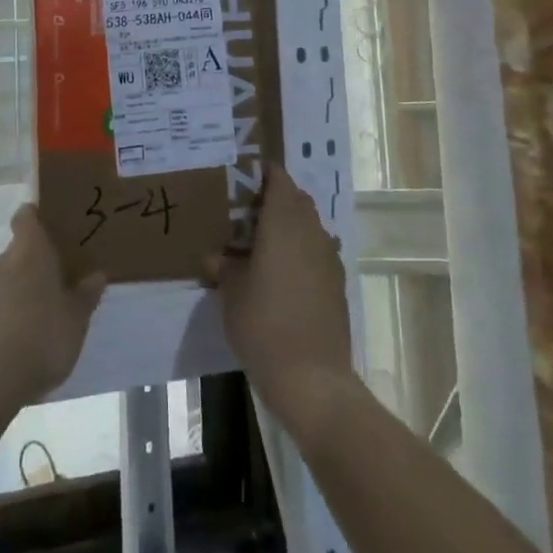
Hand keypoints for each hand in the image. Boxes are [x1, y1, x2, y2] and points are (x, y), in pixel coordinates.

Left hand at [0, 204, 105, 414]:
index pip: (28, 221)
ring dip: (0, 290)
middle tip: (40, 290)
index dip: (32, 219)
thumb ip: (84, 299)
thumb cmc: (39, 346)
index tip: (41, 223)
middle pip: (14, 254)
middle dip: (25, 268)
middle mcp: (2, 262)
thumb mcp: (74, 327)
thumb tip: (97, 274)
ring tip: (11, 316)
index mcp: (33, 257)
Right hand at [206, 169, 357, 445]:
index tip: (240, 179)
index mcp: (284, 222)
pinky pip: (315, 252)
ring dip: (287, 227)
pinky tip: (278, 275)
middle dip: (272, 200)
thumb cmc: (264, 324)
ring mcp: (328, 258)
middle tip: (242, 213)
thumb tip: (216, 257)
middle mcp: (311, 231)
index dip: (261, 174)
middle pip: (295, 200)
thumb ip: (224, 266)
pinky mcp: (336, 284)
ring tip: (258, 244)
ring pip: (307, 226)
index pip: (278, 179)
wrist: (312, 378)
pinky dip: (298, 252)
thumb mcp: (231, 292)